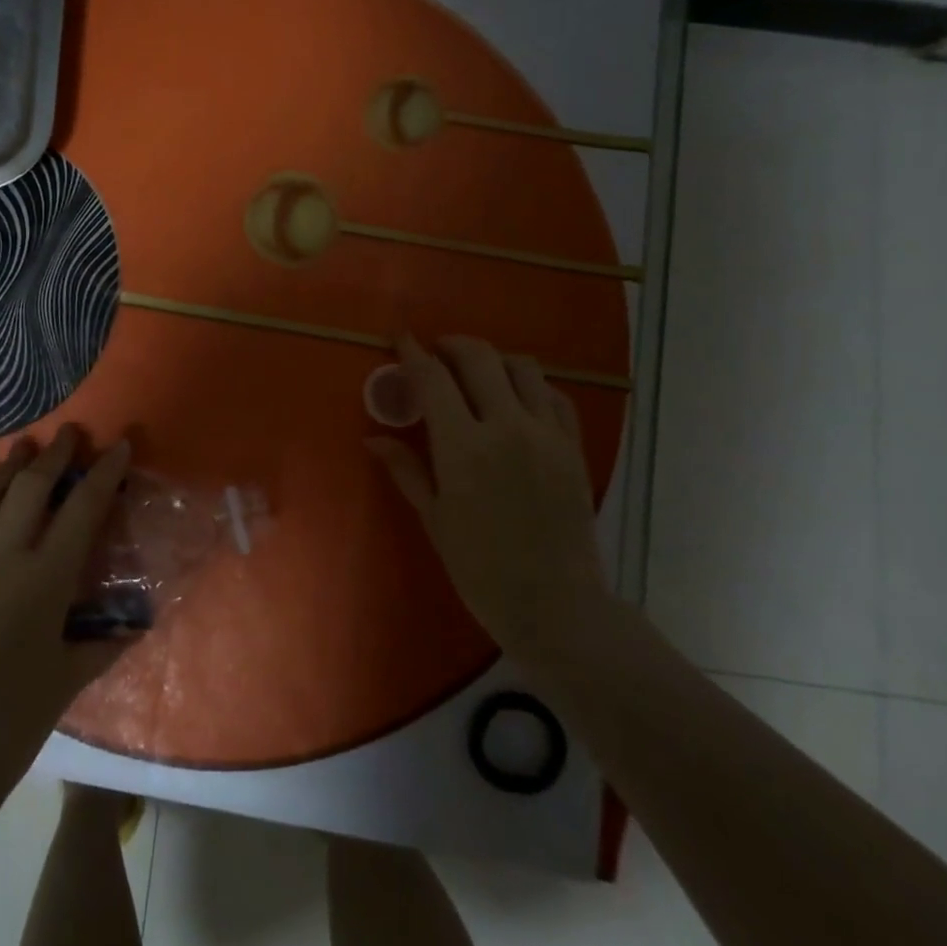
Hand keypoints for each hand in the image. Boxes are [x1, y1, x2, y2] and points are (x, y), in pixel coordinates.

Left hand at [0, 427, 134, 785]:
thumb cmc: (14, 716)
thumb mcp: (69, 677)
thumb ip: (103, 645)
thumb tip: (133, 628)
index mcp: (46, 577)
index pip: (83, 508)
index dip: (104, 473)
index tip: (117, 445)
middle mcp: (3, 556)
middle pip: (30, 488)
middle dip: (53, 456)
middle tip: (66, 434)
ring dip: (5, 467)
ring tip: (22, 447)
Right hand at [365, 335, 609, 659]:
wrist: (557, 606)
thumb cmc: (481, 568)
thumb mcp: (434, 518)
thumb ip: (406, 469)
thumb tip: (373, 438)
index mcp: (463, 446)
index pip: (433, 379)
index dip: (413, 353)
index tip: (401, 339)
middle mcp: (507, 427)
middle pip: (479, 358)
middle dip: (452, 345)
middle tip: (436, 352)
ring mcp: (546, 434)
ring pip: (522, 367)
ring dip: (494, 359)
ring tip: (477, 372)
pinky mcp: (573, 447)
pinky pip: (554, 395)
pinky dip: (531, 384)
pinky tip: (518, 398)